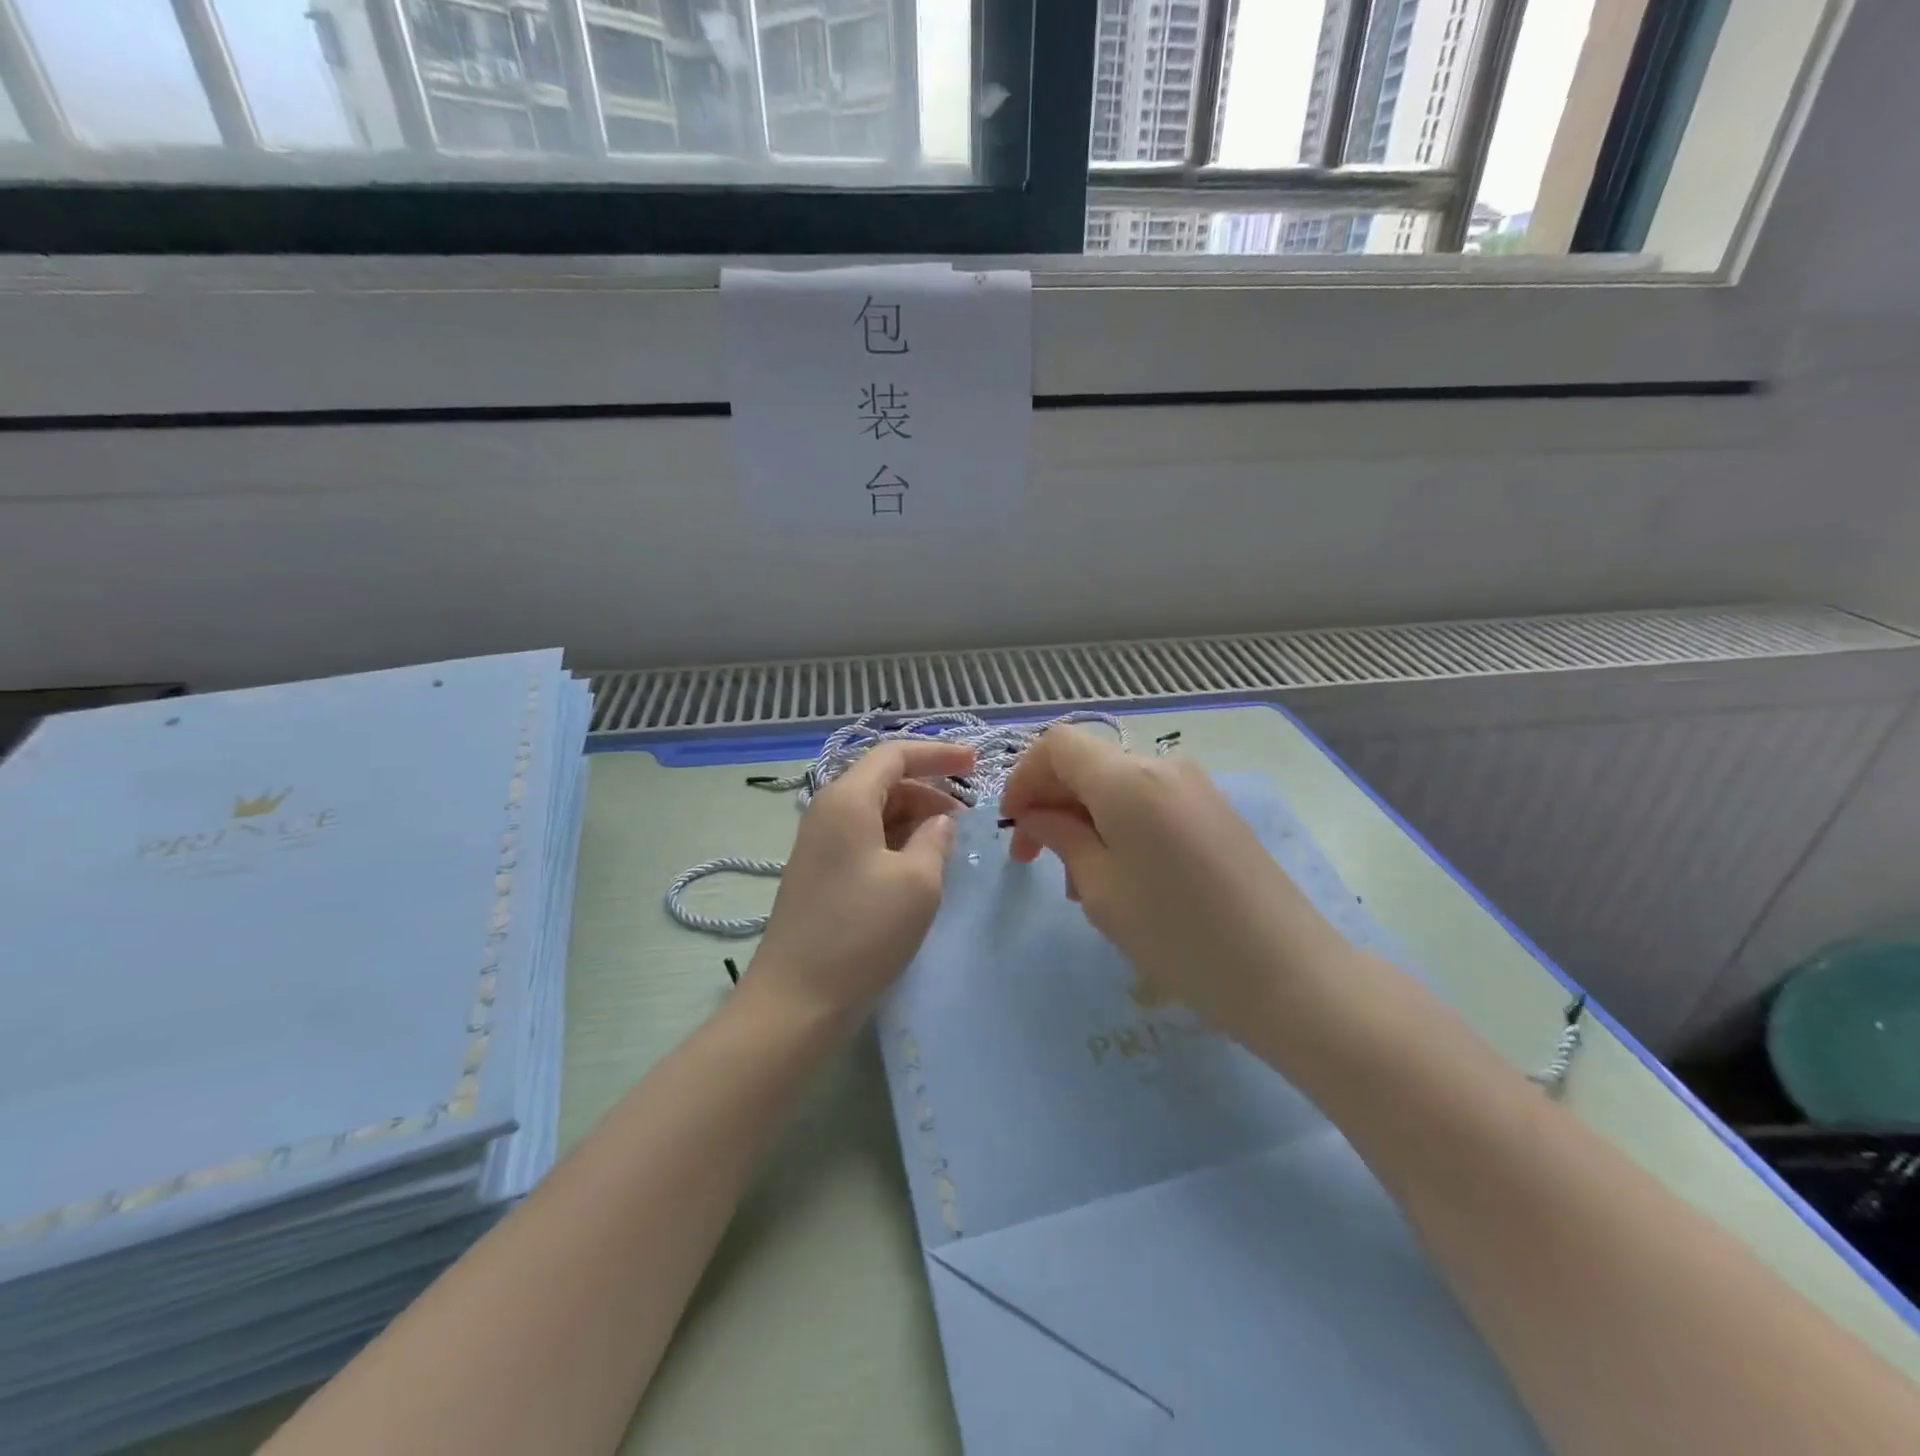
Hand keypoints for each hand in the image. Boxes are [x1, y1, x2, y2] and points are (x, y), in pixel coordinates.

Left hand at [751, 739, 974, 1025]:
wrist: (797, 1000)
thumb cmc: (862, 932)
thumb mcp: (917, 882)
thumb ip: (935, 840)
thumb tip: (939, 823)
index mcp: (847, 799)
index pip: (895, 754)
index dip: (938, 754)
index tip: (976, 764)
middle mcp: (827, 811)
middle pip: (883, 781)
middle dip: (929, 789)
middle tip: (967, 816)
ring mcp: (819, 844)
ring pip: (874, 811)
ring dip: (914, 818)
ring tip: (948, 843)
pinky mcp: (819, 873)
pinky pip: (864, 838)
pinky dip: (895, 841)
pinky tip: (919, 866)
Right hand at [1000, 728, 1348, 1039]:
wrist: (1288, 973)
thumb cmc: (1178, 934)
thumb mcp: (1102, 889)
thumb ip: (1060, 837)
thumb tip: (1036, 813)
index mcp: (1128, 778)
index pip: (1057, 745)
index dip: (1024, 777)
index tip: (1014, 826)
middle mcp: (1163, 766)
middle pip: (1087, 763)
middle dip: (1052, 804)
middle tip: (1035, 864)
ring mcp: (1195, 787)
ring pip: (1117, 786)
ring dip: (1085, 820)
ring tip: (1081, 884)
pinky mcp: (1215, 811)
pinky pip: (1149, 802)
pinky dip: (1119, 826)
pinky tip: (1122, 877)